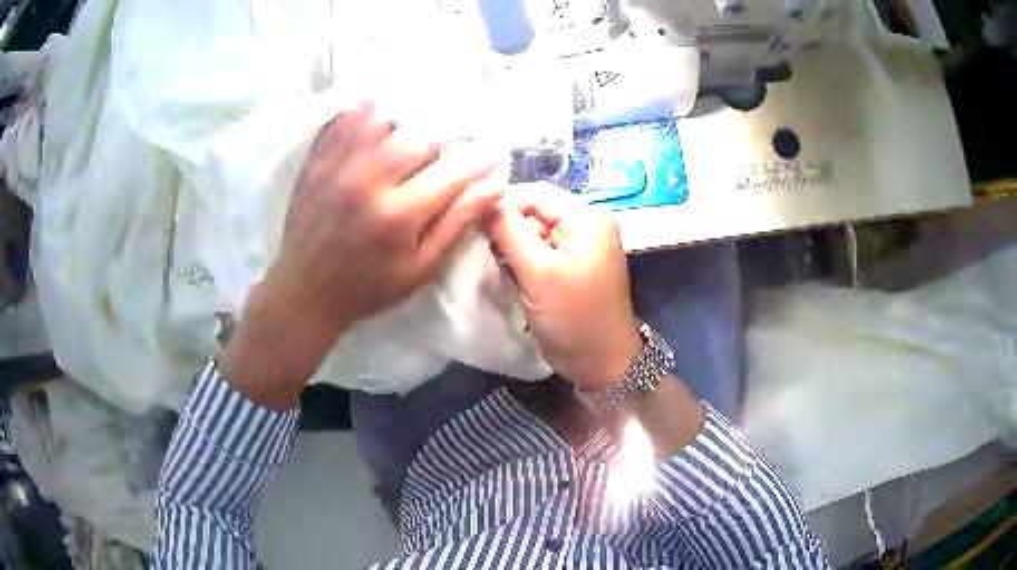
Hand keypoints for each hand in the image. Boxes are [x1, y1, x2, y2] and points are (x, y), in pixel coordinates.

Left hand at [222, 102, 501, 407]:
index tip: (491, 155)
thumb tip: (495, 186)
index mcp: (398, 215)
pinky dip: (365, 117)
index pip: (454, 171)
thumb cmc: (368, 287)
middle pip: (419, 137)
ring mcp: (338, 166)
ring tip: (399, 149)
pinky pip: (345, 120)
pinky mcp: (316, 161)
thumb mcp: (421, 268)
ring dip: (401, 129)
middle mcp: (368, 181)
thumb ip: (457, 223)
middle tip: (432, 167)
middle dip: (436, 149)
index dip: (479, 161)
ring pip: (383, 118)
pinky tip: (373, 132)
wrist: (305, 292)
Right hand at [484, 185, 642, 391]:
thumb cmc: (575, 317)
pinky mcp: (567, 268)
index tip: (470, 221)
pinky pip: (537, 253)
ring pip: (532, 234)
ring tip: (493, 265)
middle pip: (533, 212)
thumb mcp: (539, 272)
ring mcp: (576, 248)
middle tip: (480, 249)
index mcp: (587, 218)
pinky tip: (507, 275)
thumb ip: (508, 232)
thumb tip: (482, 201)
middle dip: (506, 229)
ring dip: (510, 248)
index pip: (536, 194)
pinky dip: (520, 262)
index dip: (502, 204)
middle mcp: (584, 225)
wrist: (601, 364)